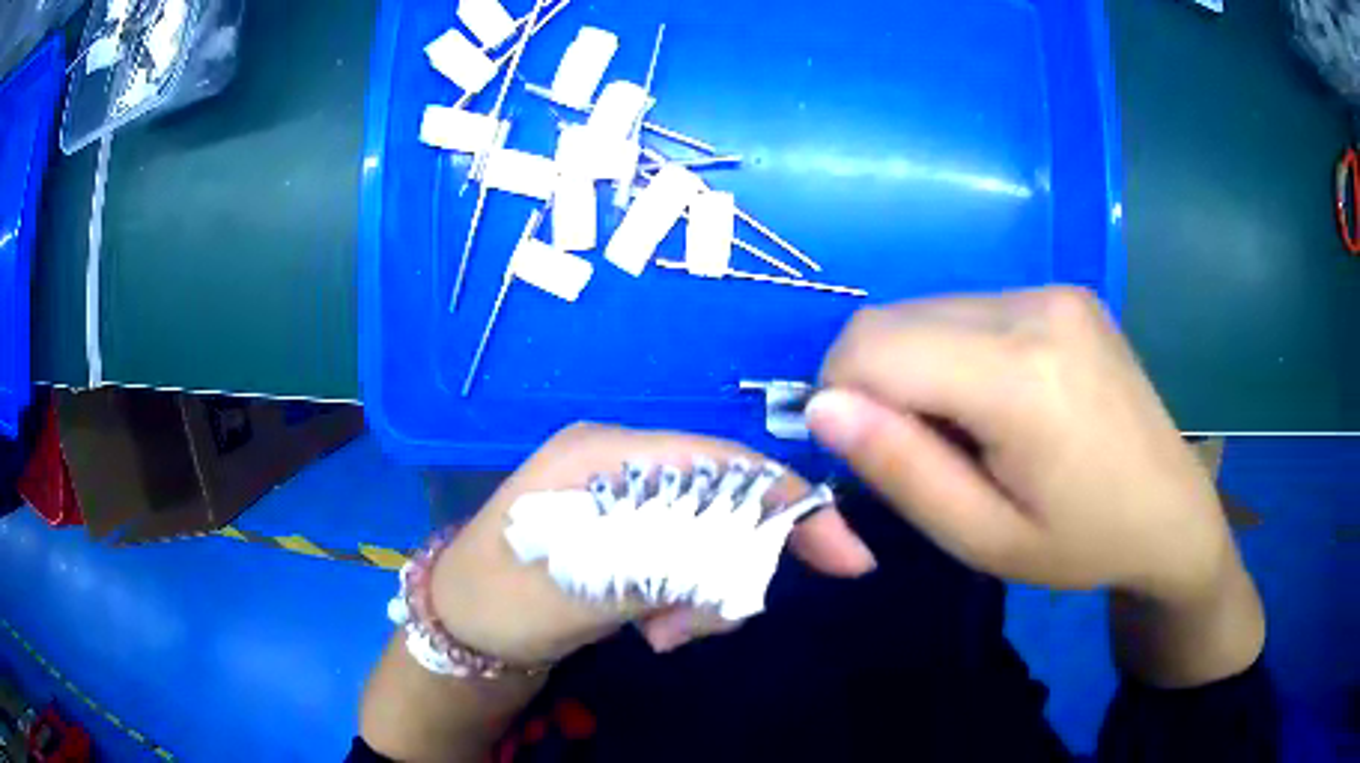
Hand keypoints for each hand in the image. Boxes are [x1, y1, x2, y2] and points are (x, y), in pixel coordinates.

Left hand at [429, 423, 876, 666]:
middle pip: (724, 500)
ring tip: (665, 635)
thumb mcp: (576, 586)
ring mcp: (625, 499)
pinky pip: (688, 558)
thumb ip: (661, 563)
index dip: (788, 503)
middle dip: (734, 566)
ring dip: (707, 592)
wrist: (459, 626)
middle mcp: (622, 463)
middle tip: (699, 626)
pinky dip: (689, 597)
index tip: (846, 557)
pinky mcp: (628, 535)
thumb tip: (744, 560)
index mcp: (606, 453)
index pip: (722, 464)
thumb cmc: (500, 599)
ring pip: (711, 536)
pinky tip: (656, 628)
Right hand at [806, 288, 1234, 604]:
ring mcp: (1053, 290)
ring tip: (972, 430)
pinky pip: (970, 309)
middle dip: (878, 384)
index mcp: (1021, 376)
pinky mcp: (1064, 292)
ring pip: (928, 310)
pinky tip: (1002, 399)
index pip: (872, 346)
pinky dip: (956, 353)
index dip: (840, 396)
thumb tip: (820, 407)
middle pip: (894, 319)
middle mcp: (1035, 307)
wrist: (1173, 511)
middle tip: (928, 453)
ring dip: (919, 368)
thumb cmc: (1083, 544)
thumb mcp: (983, 540)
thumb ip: (901, 470)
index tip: (869, 454)